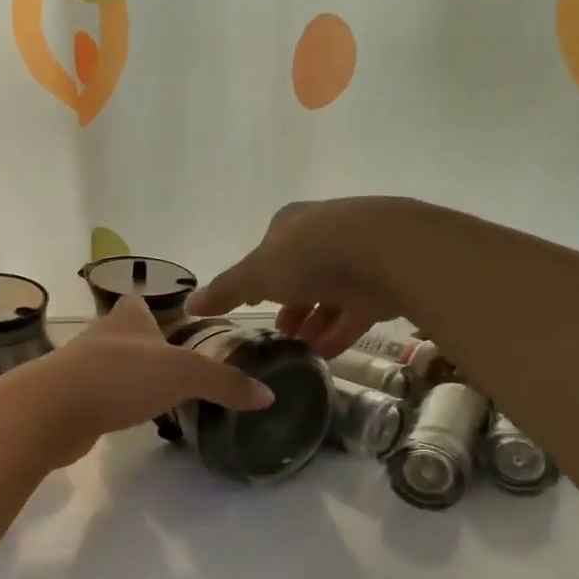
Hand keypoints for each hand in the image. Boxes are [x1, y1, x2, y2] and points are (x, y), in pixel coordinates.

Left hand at [24, 295, 272, 465]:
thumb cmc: (120, 376)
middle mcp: (102, 337)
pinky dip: (113, 403)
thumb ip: (224, 382)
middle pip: (125, 335)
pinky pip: (98, 396)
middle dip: (145, 346)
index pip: (139, 304)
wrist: (53, 410)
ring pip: (111, 366)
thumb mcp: (183, 374)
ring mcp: (80, 368)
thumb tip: (267, 396)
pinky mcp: (69, 400)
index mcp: (126, 319)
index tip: (171, 323)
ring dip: (129, 377)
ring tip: (157, 394)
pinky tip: (127, 417)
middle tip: (175, 367)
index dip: (154, 309)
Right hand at [189, 197, 423, 357]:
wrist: (389, 253)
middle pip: (300, 272)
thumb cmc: (311, 256)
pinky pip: (355, 310)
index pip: (269, 250)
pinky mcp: (384, 280)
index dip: (257, 278)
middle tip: (277, 334)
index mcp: (292, 223)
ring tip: (299, 350)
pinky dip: (338, 331)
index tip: (251, 305)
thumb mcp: (258, 274)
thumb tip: (189, 304)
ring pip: (329, 293)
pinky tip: (325, 355)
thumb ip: (226, 290)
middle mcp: (325, 233)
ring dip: (313, 321)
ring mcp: (359, 255)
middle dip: (287, 304)